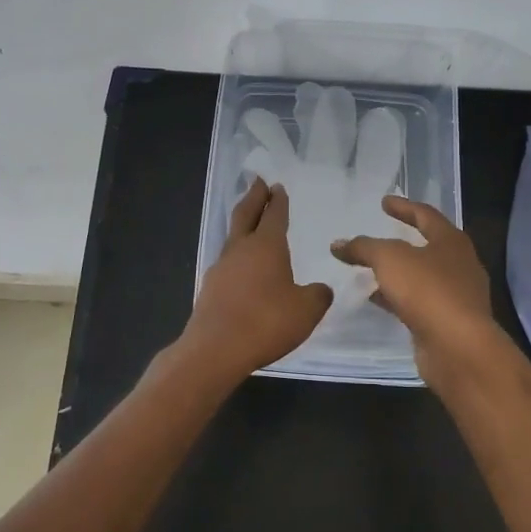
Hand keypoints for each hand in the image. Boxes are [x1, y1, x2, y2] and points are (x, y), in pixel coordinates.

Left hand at [178, 178, 333, 381]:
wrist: (215, 349)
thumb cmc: (266, 322)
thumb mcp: (306, 310)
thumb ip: (318, 295)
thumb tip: (320, 288)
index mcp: (267, 245)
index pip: (274, 214)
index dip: (278, 200)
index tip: (277, 186)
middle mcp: (241, 249)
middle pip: (246, 214)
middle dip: (254, 197)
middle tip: (258, 182)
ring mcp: (221, 268)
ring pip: (233, 237)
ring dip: (243, 225)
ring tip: (251, 222)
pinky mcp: (210, 288)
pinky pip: (227, 262)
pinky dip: (237, 255)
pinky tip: (243, 268)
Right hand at [330, 197, 505, 390]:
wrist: (458, 347)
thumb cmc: (427, 290)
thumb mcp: (389, 259)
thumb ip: (363, 247)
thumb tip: (338, 244)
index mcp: (451, 241)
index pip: (426, 215)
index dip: (403, 207)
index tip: (384, 202)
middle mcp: (459, 265)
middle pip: (428, 246)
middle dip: (404, 240)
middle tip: (381, 235)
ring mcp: (456, 296)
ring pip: (423, 276)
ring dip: (399, 272)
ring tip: (371, 269)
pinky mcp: (447, 322)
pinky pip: (419, 301)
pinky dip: (398, 296)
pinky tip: (377, 298)